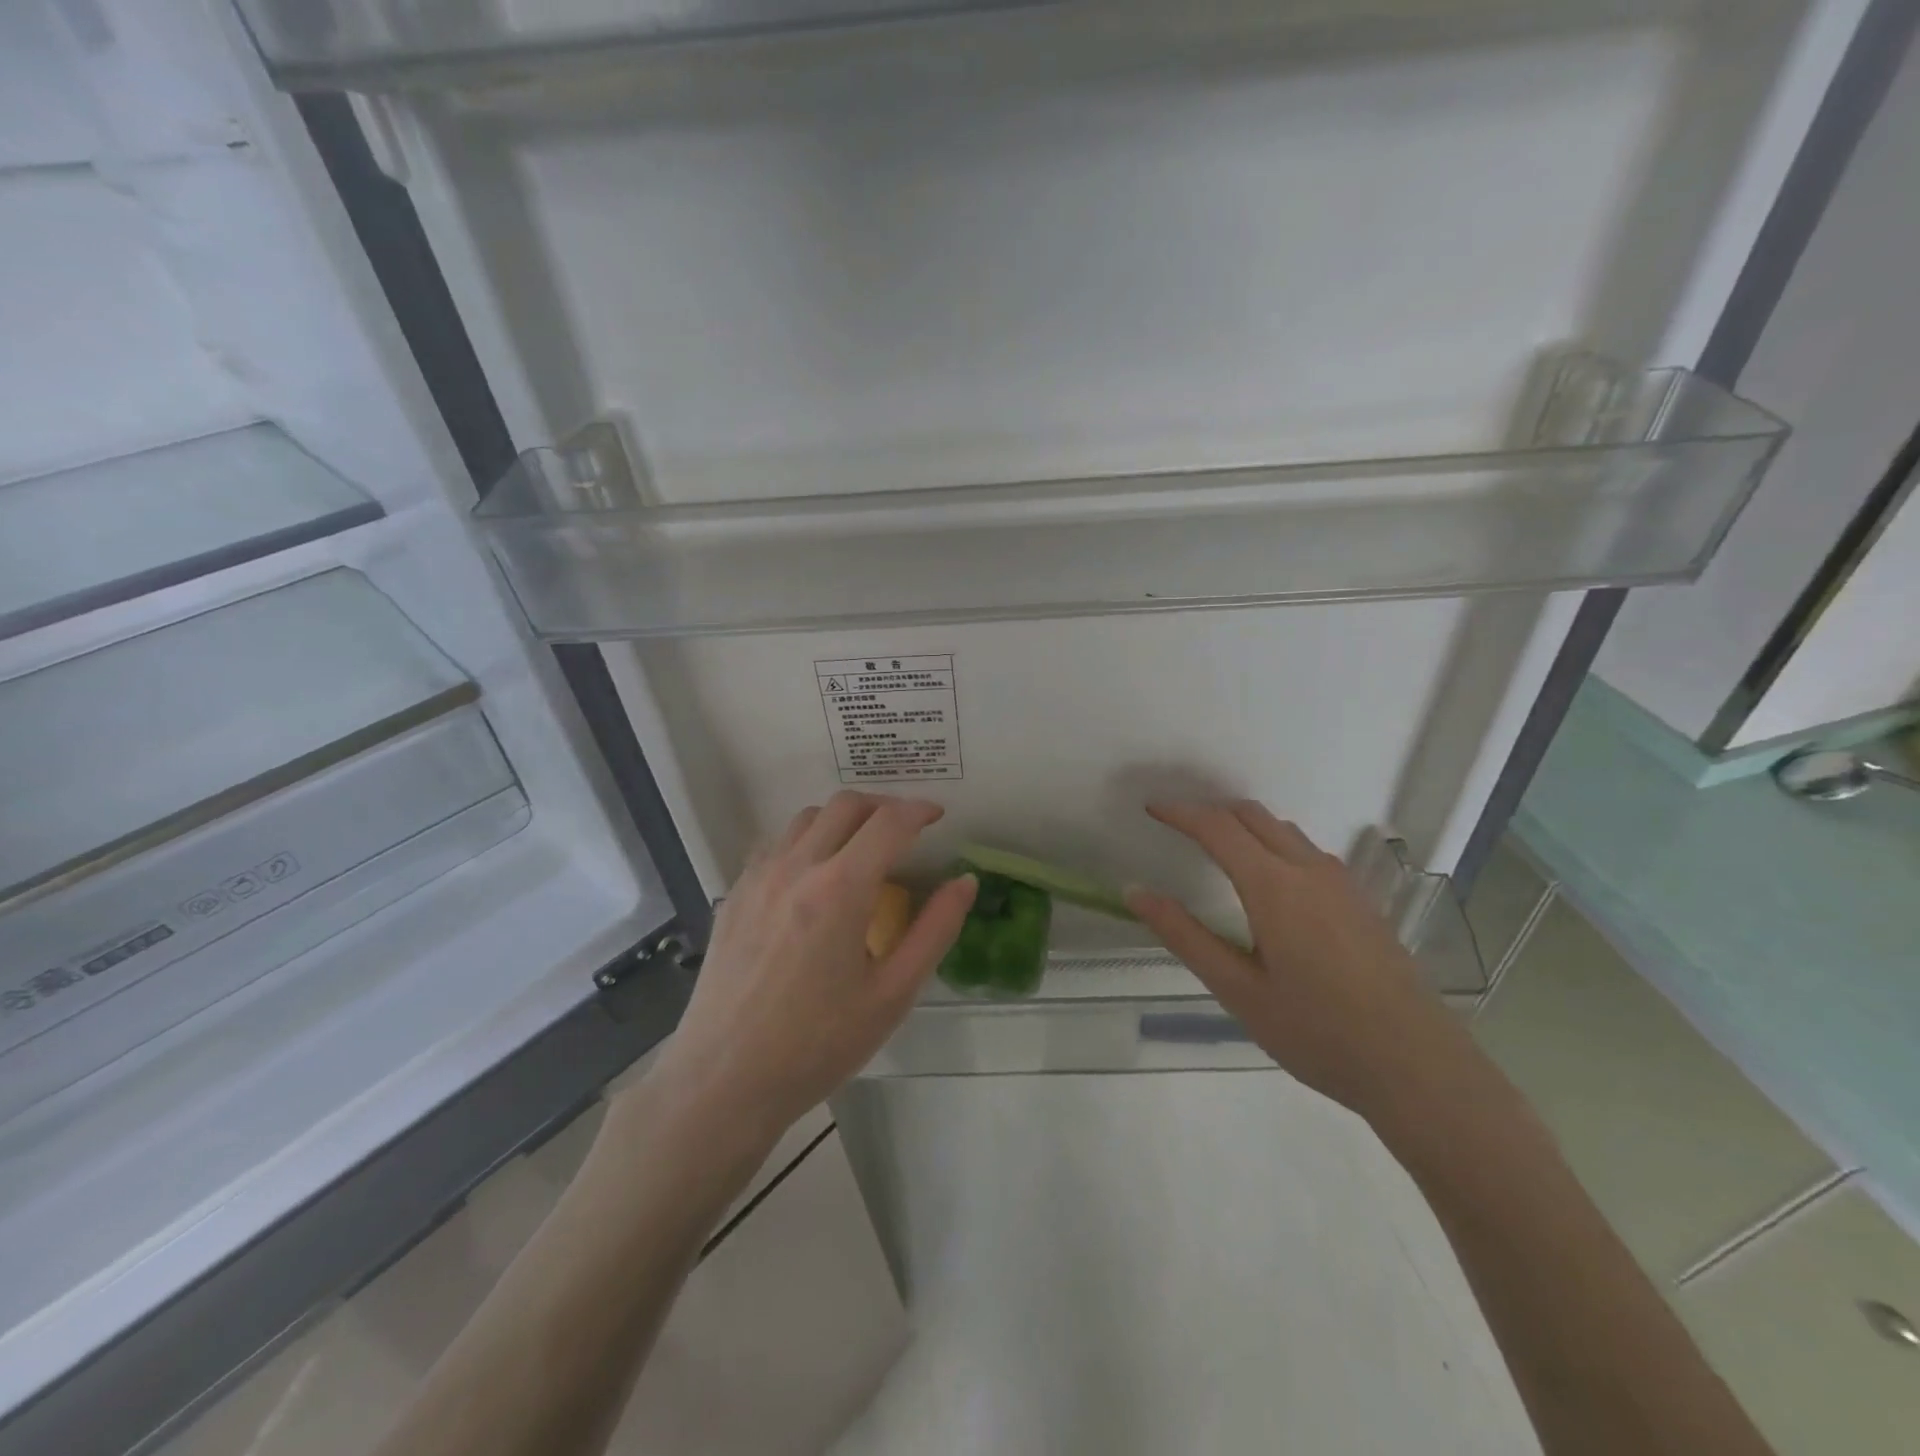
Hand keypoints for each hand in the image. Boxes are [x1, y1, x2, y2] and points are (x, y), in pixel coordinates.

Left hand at [650, 792, 977, 1142]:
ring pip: (806, 818)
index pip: (888, 822)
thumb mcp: (892, 994)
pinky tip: (812, 877)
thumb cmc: (818, 1044)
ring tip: (860, 850)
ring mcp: (758, 877)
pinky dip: (804, 840)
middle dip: (883, 806)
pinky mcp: (734, 895)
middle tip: (904, 830)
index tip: (937, 817)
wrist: (724, 1080)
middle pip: (845, 805)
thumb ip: (934, 930)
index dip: (919, 810)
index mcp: (841, 888)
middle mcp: (797, 867)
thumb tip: (964, 882)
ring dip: (842, 820)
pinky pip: (775, 844)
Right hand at [1125, 800, 1468, 1118]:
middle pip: (1252, 816)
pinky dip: (1275, 845)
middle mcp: (1309, 870)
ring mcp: (1342, 883)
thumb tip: (1135, 892)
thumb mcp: (1238, 990)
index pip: (1217, 827)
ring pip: (1284, 831)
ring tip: (1216, 850)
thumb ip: (1184, 936)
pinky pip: (1308, 852)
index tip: (1150, 808)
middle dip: (1210, 811)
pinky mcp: (1361, 901)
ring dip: (1245, 826)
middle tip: (1177, 827)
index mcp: (1274, 887)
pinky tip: (1271, 884)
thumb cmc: (1317, 1032)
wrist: (1417, 1067)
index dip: (1180, 812)